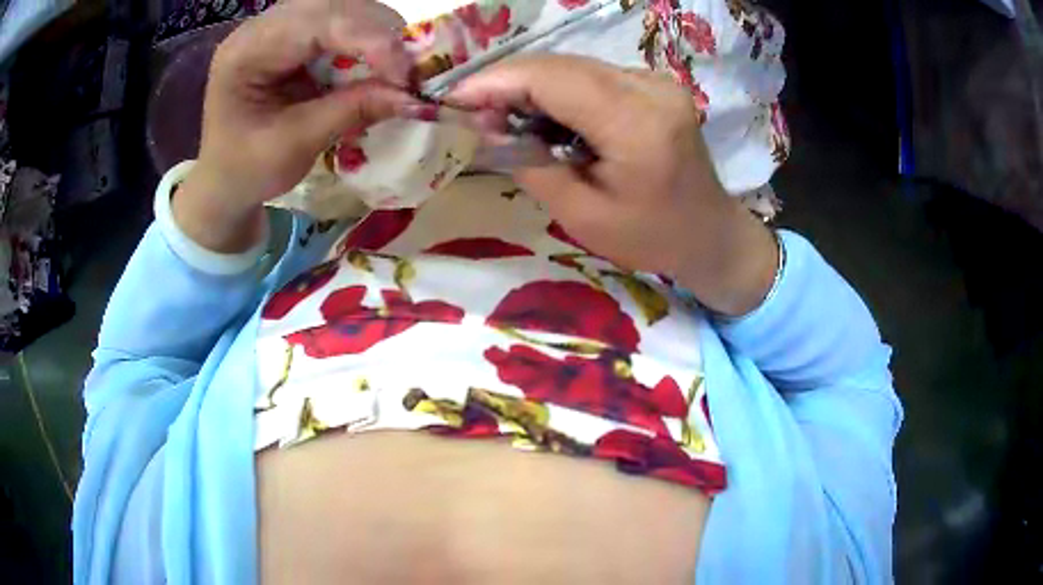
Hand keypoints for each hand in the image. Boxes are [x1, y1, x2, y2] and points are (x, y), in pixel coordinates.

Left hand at [174, 0, 420, 253]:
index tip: (408, 77)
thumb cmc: (246, 170)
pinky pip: (342, 26)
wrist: (223, 181)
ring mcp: (279, 27)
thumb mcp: (294, 146)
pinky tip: (377, 66)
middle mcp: (263, 26)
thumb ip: (351, 112)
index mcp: (246, 51)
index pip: (320, 22)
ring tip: (397, 70)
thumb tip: (415, 97)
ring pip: (345, 10)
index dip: (372, 41)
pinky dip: (367, 44)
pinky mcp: (294, 36)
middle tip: (411, 72)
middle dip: (381, 34)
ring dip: (378, 37)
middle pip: (337, 6)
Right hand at [448, 55, 778, 315]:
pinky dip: (558, 90)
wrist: (710, 233)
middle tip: (472, 112)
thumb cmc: (650, 238)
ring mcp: (656, 80)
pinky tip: (543, 115)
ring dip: (531, 85)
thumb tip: (485, 126)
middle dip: (508, 83)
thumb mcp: (581, 215)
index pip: (552, 80)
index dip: (496, 82)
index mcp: (637, 125)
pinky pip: (591, 75)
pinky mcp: (654, 83)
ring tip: (502, 116)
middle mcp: (650, 88)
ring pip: (573, 66)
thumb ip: (530, 164)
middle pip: (561, 65)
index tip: (453, 99)